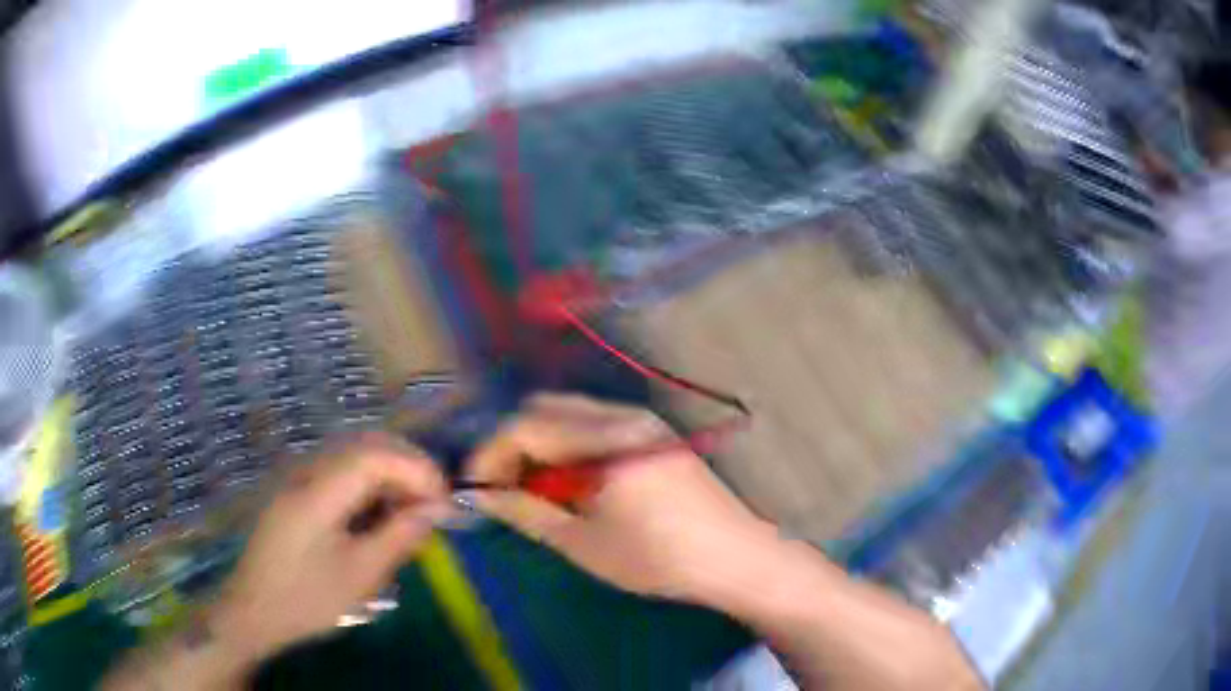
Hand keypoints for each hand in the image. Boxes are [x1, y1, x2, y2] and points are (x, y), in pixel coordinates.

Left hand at [213, 434, 449, 661]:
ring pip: (353, 457)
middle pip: (365, 446)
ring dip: (389, 476)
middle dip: (407, 468)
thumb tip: (434, 510)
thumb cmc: (307, 598)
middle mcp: (307, 472)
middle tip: (434, 503)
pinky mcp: (297, 494)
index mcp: (319, 490)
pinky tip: (379, 516)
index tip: (445, 500)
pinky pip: (340, 475)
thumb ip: (398, 537)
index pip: (376, 456)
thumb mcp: (359, 576)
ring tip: (412, 512)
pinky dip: (369, 487)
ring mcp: (299, 480)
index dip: (417, 470)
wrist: (253, 610)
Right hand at [465, 394, 773, 603]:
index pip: (525, 426)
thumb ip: (528, 511)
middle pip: (544, 409)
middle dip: (512, 444)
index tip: (475, 487)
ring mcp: (641, 419)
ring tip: (533, 489)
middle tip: (502, 487)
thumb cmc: (658, 558)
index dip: (491, 454)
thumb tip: (484, 496)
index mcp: (605, 438)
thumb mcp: (583, 543)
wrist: (736, 557)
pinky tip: (570, 482)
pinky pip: (593, 424)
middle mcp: (622, 414)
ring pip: (568, 413)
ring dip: (539, 443)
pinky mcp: (653, 432)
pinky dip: (567, 444)